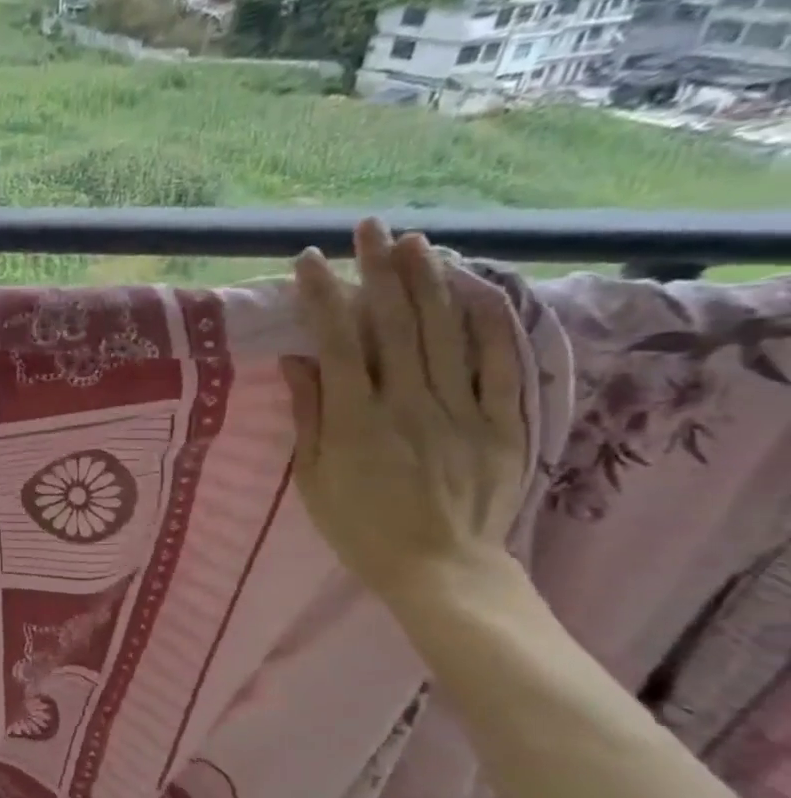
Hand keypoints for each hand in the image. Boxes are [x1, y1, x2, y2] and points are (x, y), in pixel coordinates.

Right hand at [280, 219, 527, 602]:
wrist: (440, 569)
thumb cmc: (360, 528)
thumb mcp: (315, 479)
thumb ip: (309, 417)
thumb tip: (296, 361)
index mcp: (357, 422)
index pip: (338, 343)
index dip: (323, 297)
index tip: (309, 260)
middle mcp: (409, 405)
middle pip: (396, 325)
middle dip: (380, 271)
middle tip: (370, 228)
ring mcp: (461, 410)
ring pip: (446, 333)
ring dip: (430, 283)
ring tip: (416, 243)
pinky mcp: (501, 422)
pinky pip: (499, 364)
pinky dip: (489, 323)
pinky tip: (477, 290)